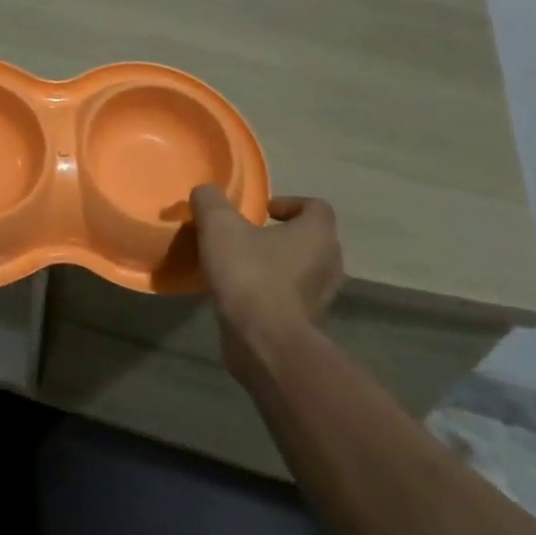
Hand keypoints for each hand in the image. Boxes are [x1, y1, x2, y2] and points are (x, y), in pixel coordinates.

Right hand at [190, 186, 345, 364]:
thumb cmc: (249, 274)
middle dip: (281, 236)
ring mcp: (322, 298)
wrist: (263, 342)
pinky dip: (272, 294)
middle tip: (247, 238)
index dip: (288, 203)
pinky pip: (291, 299)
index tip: (259, 212)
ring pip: (302, 271)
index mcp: (317, 234)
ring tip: (241, 267)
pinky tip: (242, 297)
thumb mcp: (219, 226)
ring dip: (277, 267)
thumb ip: (211, 201)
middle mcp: (329, 264)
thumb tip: (206, 192)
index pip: (316, 206)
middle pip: (310, 239)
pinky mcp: (307, 325)